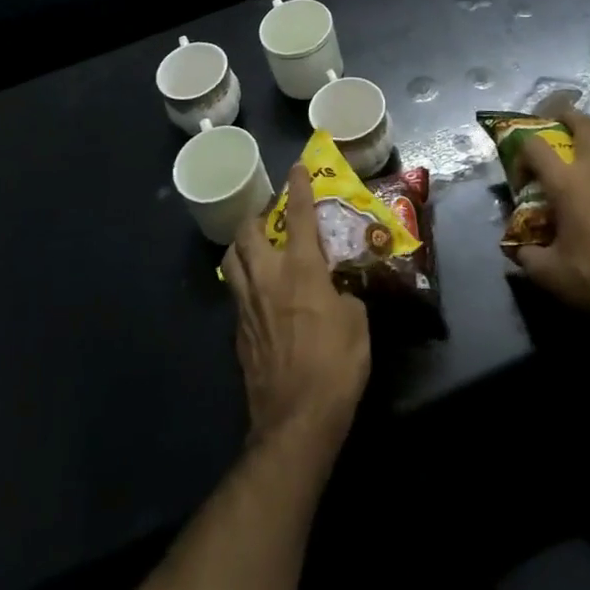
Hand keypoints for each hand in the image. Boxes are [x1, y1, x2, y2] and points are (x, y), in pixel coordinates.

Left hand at [223, 165, 370, 451]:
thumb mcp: (357, 323)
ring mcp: (247, 305)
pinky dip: (245, 283)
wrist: (295, 421)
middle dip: (258, 217)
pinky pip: (236, 293)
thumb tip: (336, 294)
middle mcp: (267, 277)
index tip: (297, 167)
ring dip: (243, 246)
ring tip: (258, 249)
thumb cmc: (335, 366)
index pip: (299, 216)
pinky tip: (261, 295)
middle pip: (248, 231)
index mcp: (301, 269)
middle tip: (273, 219)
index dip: (299, 187)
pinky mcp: (238, 332)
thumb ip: (344, 297)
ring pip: (232, 260)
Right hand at [505, 99, 589, 311]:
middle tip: (555, 122)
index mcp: (567, 183)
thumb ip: (525, 255)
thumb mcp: (547, 273)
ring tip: (580, 168)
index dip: (521, 154)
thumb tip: (516, 248)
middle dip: (568, 116)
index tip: (519, 178)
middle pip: (585, 125)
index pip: (535, 146)